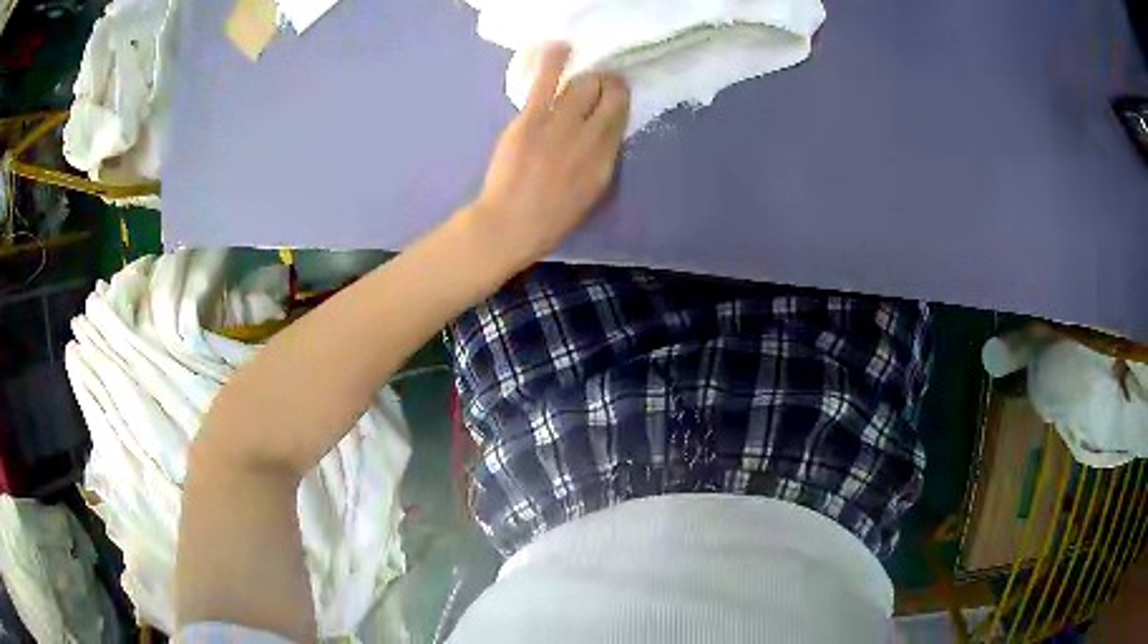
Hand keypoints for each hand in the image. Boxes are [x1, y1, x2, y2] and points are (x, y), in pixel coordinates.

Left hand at [467, 42, 629, 272]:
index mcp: (605, 159)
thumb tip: (605, 130)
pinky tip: (561, 47)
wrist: (510, 224)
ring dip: (586, 76)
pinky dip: (554, 61)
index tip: (615, 94)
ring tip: (584, 72)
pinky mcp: (531, 119)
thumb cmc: (552, 217)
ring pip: (581, 84)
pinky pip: (545, 82)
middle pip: (604, 94)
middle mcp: (589, 137)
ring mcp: (559, 125)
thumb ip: (602, 158)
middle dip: (605, 84)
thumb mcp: (592, 192)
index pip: (620, 115)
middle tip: (597, 84)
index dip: (619, 98)